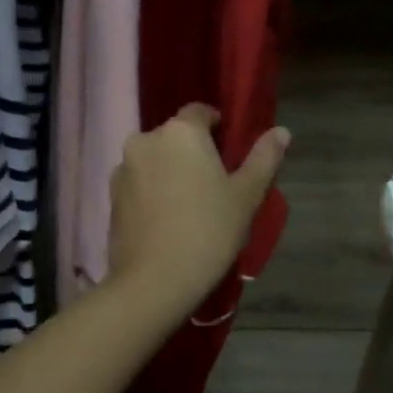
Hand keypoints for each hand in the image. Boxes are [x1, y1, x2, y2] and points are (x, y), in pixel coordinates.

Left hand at [107, 105, 288, 314]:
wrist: (154, 281)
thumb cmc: (209, 232)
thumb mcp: (246, 196)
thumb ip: (264, 158)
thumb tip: (282, 131)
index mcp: (180, 132)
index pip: (200, 112)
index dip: (216, 126)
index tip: (228, 151)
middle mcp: (145, 140)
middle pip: (174, 137)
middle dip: (192, 152)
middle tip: (212, 184)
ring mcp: (122, 169)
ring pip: (154, 160)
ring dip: (169, 172)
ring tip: (187, 205)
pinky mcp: (111, 197)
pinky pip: (138, 184)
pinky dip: (152, 192)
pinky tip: (166, 220)